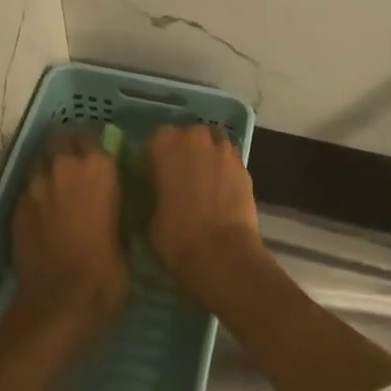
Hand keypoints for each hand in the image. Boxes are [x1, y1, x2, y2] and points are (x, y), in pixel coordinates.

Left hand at [11, 130, 128, 354]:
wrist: (59, 304)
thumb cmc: (106, 273)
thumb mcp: (127, 237)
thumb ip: (118, 207)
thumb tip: (115, 200)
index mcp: (99, 169)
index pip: (94, 136)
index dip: (96, 146)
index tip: (101, 158)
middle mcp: (64, 167)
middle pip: (60, 140)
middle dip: (67, 147)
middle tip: (77, 167)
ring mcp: (36, 186)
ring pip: (40, 160)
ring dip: (49, 167)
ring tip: (58, 187)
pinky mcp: (17, 207)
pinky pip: (28, 188)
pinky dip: (36, 193)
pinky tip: (44, 213)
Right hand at [147, 123, 264, 307]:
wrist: (221, 253)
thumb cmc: (175, 235)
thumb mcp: (148, 215)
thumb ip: (151, 192)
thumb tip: (155, 189)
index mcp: (163, 143)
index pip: (155, 140)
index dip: (155, 158)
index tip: (155, 176)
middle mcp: (194, 137)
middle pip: (187, 137)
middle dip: (183, 153)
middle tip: (179, 179)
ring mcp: (222, 150)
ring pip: (211, 145)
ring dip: (206, 158)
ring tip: (203, 183)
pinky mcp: (243, 166)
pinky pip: (228, 161)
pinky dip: (223, 171)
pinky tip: (220, 191)